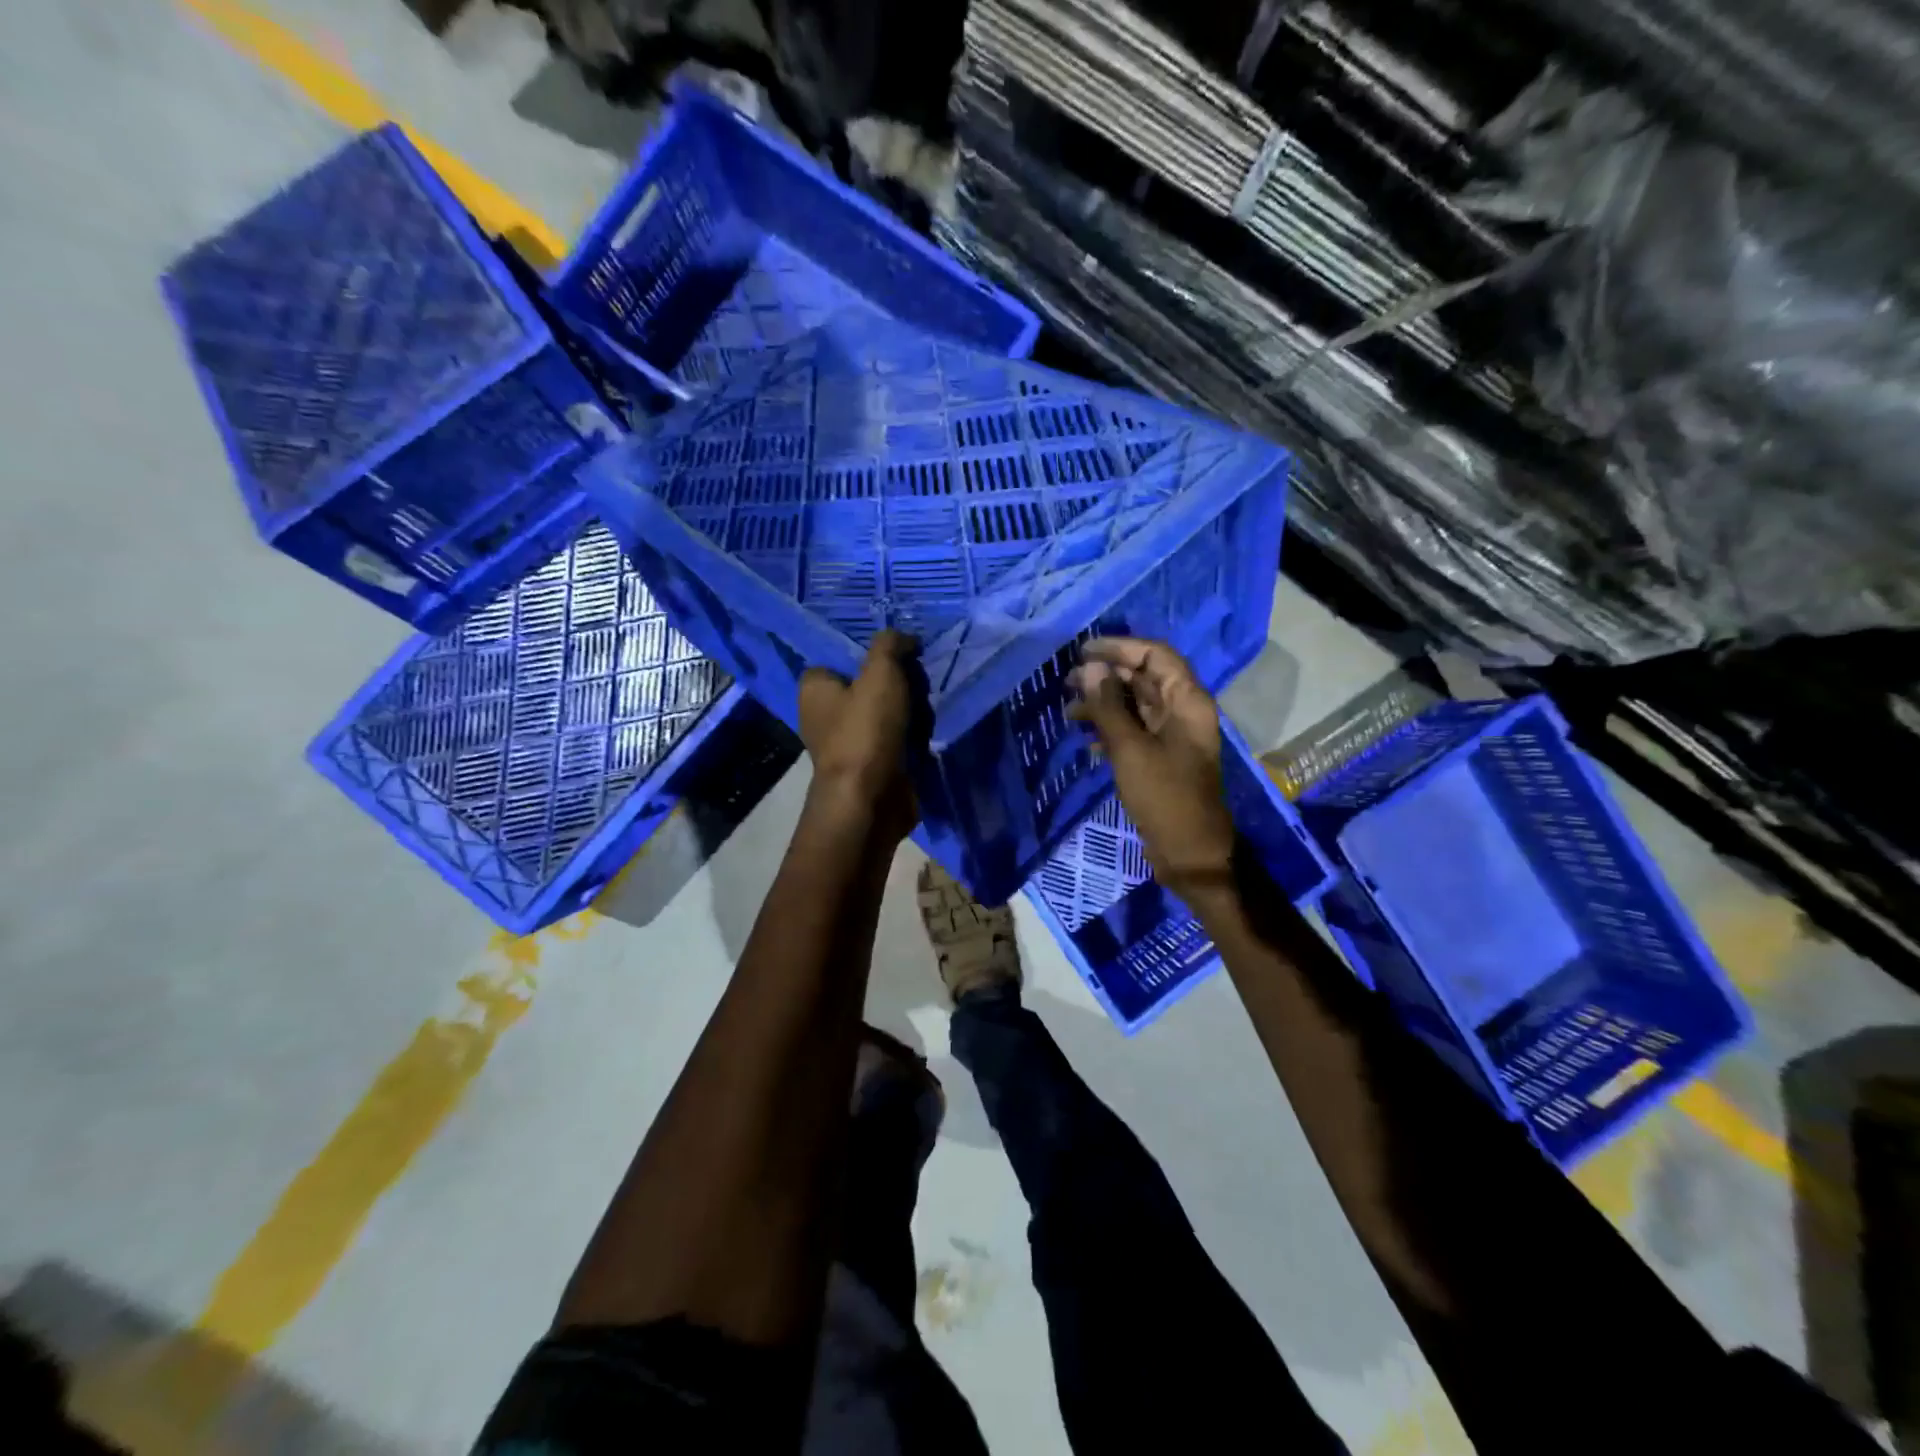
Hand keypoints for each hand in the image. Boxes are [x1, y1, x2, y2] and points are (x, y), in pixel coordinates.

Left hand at [797, 629, 921, 840]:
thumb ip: (890, 645)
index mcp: (814, 689)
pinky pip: (892, 740)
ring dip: (907, 710)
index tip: (896, 655)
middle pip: (865, 686)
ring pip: (882, 713)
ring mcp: (846, 744)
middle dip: (894, 683)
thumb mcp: (880, 673)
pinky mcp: (867, 766)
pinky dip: (909, 736)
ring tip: (927, 707)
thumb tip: (905, 638)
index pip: (836, 660)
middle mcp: (823, 716)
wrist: (871, 799)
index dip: (865, 655)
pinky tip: (927, 732)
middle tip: (918, 681)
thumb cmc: (866, 730)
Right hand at [1068, 637, 1234, 899]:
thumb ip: (1108, 706)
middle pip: (1144, 677)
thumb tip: (1089, 669)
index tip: (1083, 652)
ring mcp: (1172, 736)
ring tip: (1068, 711)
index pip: (1155, 655)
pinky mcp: (1160, 757)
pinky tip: (1085, 739)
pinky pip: (1133, 730)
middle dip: (1106, 675)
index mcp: (1187, 701)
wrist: (1190, 853)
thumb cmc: (1164, 796)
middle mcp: (1183, 711)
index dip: (1120, 647)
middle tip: (1067, 681)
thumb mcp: (1130, 749)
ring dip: (1103, 703)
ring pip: (1135, 704)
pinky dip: (1109, 728)